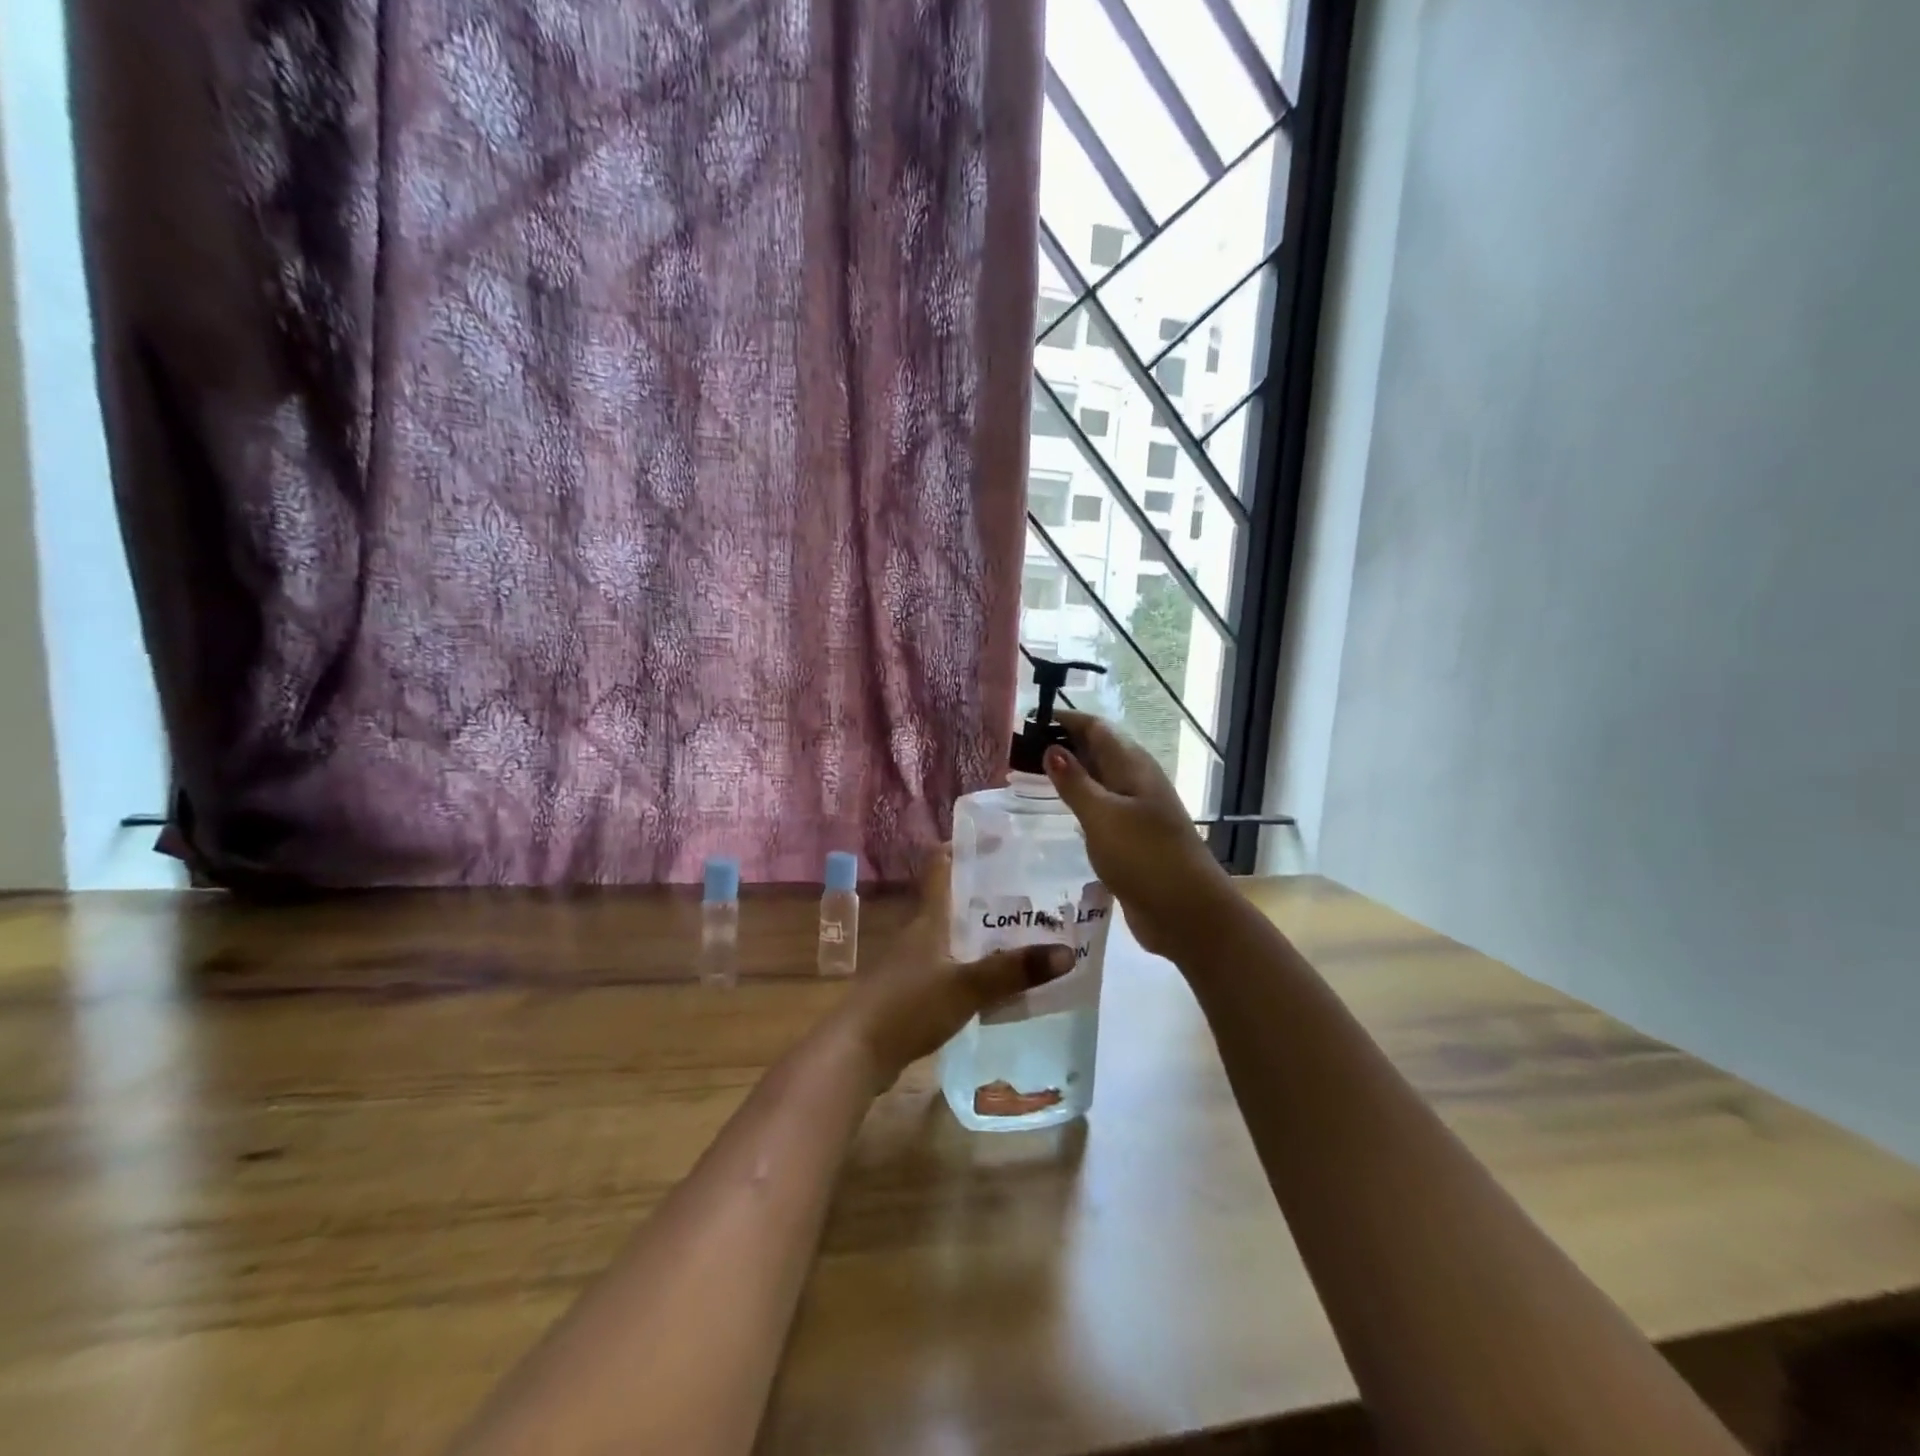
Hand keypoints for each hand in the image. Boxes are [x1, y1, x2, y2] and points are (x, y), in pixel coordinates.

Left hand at [830, 846, 1073, 1091]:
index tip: (998, 838)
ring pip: (951, 934)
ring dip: (980, 931)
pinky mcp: (910, 992)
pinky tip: (994, 980)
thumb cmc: (907, 1007)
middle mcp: (918, 933)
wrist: (856, 1053)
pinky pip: (948, 966)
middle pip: (952, 900)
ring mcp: (911, 963)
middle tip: (1030, 890)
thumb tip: (1067, 952)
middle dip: (986, 893)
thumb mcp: (966, 987)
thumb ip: (1013, 971)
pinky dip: (971, 965)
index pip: (940, 865)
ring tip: (1021, 932)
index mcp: (927, 918)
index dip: (964, 846)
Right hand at [1043, 711, 1234, 960]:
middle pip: (1098, 751)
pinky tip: (1061, 815)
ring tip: (1031, 778)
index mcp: (1133, 766)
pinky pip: (1102, 810)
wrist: (1187, 912)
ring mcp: (1137, 812)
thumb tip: (1051, 748)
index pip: (1096, 728)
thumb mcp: (1102, 816)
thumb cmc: (1144, 857)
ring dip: (1071, 776)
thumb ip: (1075, 783)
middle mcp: (1136, 782)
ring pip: (1099, 781)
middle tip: (1020, 751)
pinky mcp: (1133, 839)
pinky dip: (1080, 804)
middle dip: (1064, 745)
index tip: (1029, 721)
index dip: (1065, 720)